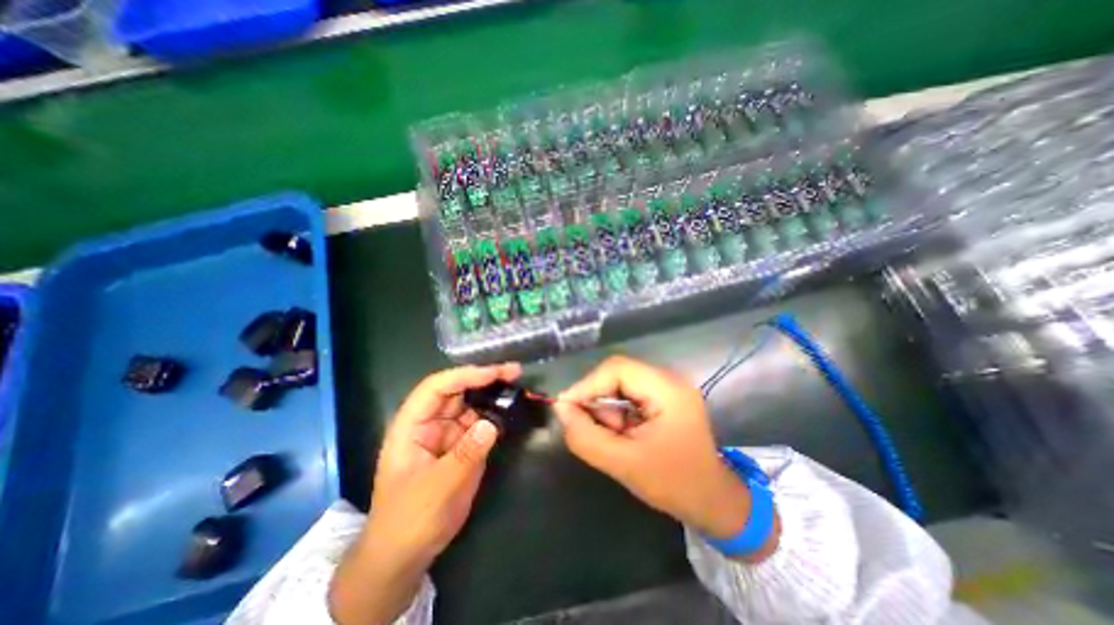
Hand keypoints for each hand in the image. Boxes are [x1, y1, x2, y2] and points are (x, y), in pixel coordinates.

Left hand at [330, 363, 523, 624]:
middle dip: (484, 378)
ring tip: (517, 385)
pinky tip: (511, 408)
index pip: (436, 388)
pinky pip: (480, 421)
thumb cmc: (411, 520)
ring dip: (492, 393)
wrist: (406, 554)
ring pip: (471, 403)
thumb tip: (491, 424)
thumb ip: (465, 454)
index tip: (494, 374)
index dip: (464, 376)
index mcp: (412, 425)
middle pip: (457, 389)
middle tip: (513, 372)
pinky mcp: (462, 444)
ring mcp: (448, 432)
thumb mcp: (438, 489)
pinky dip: (495, 413)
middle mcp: (430, 422)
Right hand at [554, 356, 766, 550]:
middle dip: (597, 400)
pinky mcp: (663, 398)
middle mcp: (668, 379)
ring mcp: (667, 387)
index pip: (616, 369)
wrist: (713, 501)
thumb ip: (586, 437)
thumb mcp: (624, 464)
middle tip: (588, 427)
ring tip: (614, 438)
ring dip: (607, 409)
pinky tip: (623, 435)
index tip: (565, 408)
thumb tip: (561, 409)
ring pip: (620, 385)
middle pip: (617, 374)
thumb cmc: (675, 484)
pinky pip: (628, 395)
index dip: (587, 385)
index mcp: (667, 389)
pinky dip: (617, 413)